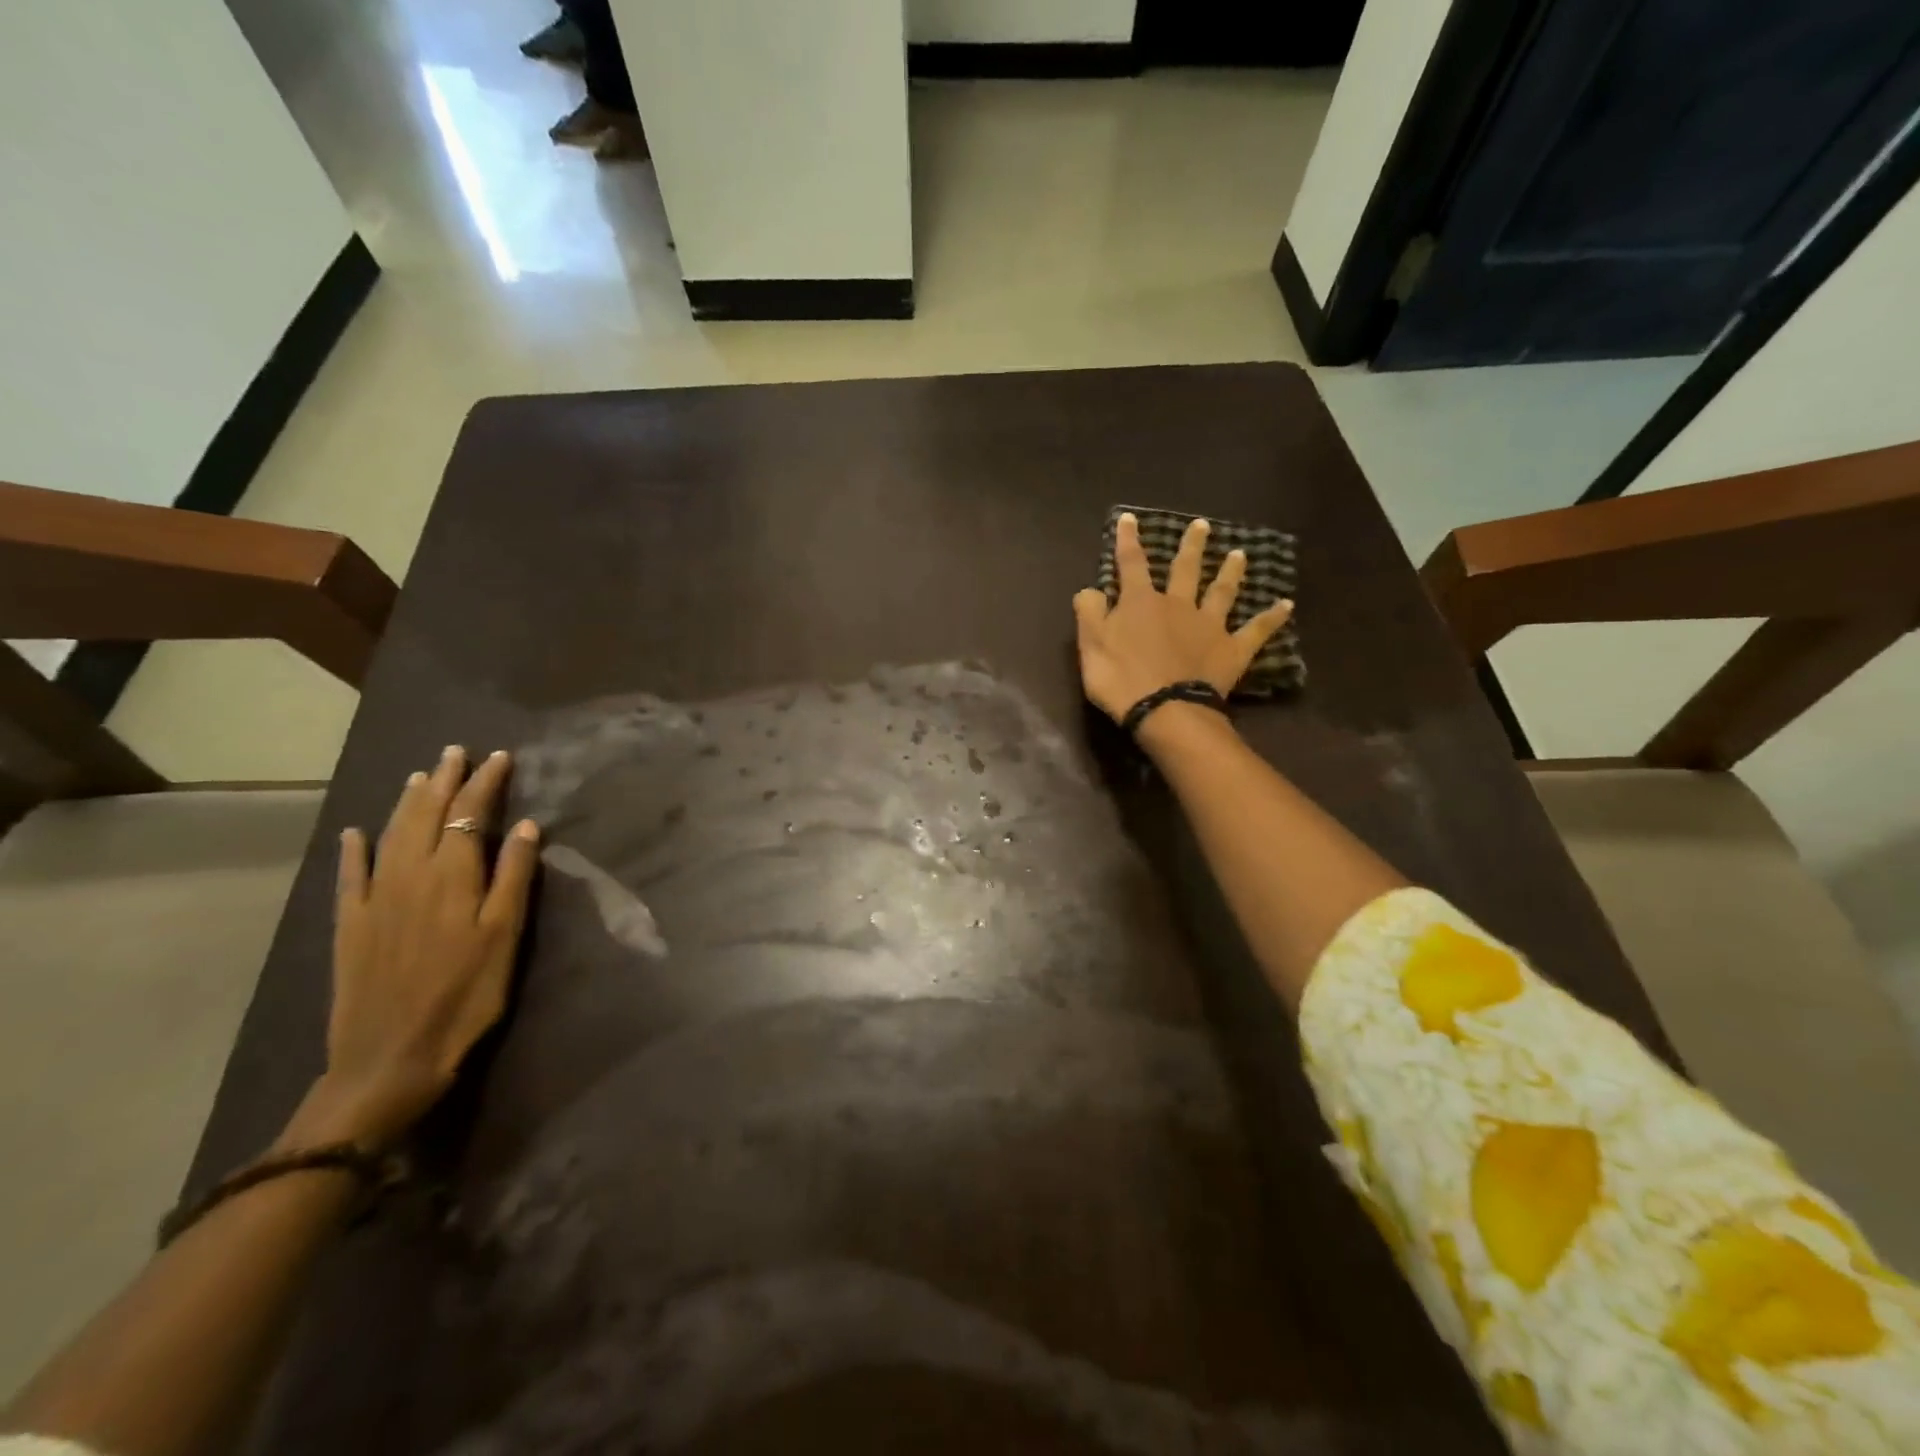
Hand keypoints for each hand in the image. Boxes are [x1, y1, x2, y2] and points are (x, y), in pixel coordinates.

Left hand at [308, 747, 540, 1149]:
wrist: (390, 1056)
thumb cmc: (466, 995)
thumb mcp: (505, 936)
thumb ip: (515, 877)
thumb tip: (527, 826)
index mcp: (453, 876)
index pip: (471, 814)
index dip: (485, 783)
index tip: (499, 757)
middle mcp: (410, 875)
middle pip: (427, 814)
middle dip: (445, 780)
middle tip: (457, 752)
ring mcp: (374, 898)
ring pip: (391, 834)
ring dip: (407, 801)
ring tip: (421, 775)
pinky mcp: (350, 925)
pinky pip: (350, 874)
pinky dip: (353, 848)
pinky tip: (356, 832)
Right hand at [1073, 513, 1292, 721]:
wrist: (1164, 710)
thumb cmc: (1121, 679)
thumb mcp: (1091, 646)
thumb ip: (1090, 613)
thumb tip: (1091, 589)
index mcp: (1141, 602)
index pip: (1131, 564)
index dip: (1128, 540)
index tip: (1129, 518)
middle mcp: (1178, 605)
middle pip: (1185, 569)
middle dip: (1191, 546)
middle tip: (1202, 525)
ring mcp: (1209, 626)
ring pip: (1222, 591)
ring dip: (1231, 572)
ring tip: (1240, 554)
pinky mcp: (1231, 650)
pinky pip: (1256, 631)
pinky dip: (1271, 618)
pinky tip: (1286, 605)